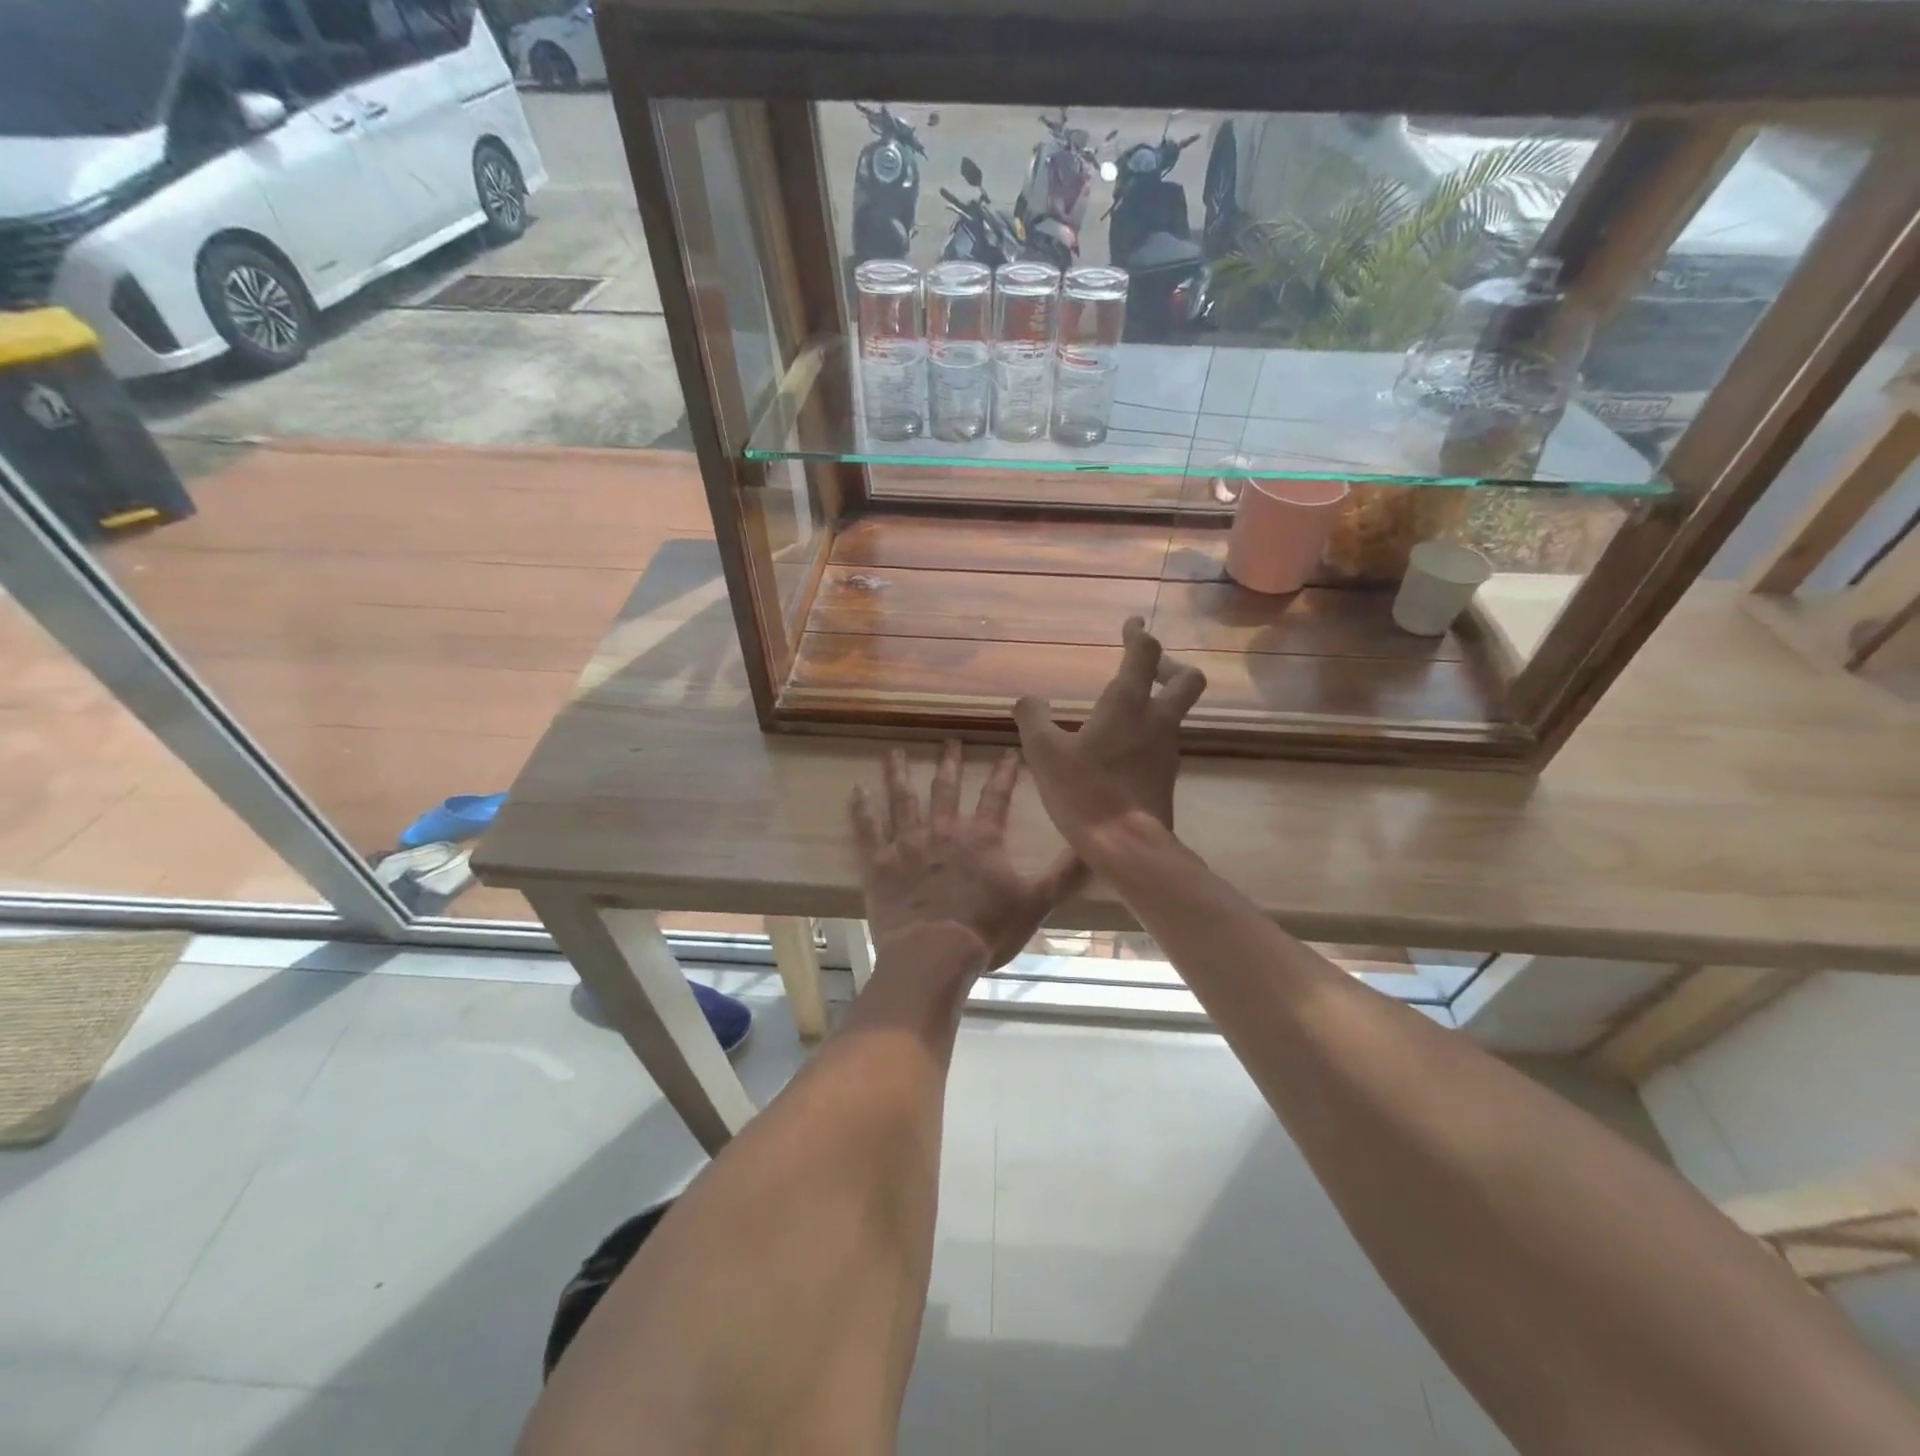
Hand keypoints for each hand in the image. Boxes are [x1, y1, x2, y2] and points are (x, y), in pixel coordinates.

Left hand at [851, 742, 1085, 976]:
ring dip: (899, 774)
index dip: (1004, 773)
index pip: (997, 796)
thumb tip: (1097, 851)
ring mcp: (908, 844)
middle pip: (946, 789)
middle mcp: (944, 831)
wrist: (933, 954)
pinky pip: (868, 829)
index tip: (1008, 751)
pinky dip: (862, 808)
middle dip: (949, 763)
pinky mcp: (880, 863)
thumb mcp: (1035, 903)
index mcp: (981, 838)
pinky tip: (856, 789)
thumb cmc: (986, 930)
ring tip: (893, 751)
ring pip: (903, 799)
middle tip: (948, 741)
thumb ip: (1064, 875)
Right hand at [1013, 616, 1205, 851]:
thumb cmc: (1085, 791)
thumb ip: (1033, 718)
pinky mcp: (1167, 776)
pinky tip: (1122, 747)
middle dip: (1170, 666)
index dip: (1139, 635)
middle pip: (1187, 680)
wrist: (1127, 846)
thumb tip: (1027, 699)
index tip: (1132, 624)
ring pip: (1177, 712)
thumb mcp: (1044, 752)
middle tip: (1146, 668)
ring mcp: (1167, 750)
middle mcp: (1157, 721)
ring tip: (1124, 710)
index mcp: (1128, 705)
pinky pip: (1164, 740)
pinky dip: (1149, 732)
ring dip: (1159, 701)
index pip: (1146, 654)